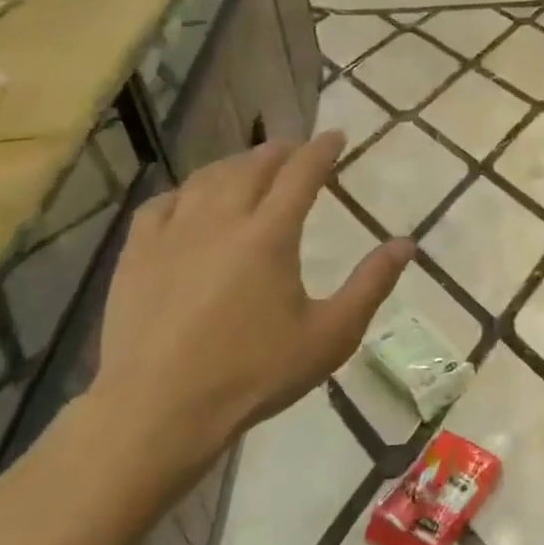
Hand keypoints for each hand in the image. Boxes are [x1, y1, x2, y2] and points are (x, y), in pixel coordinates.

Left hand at [93, 134, 411, 491]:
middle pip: (252, 167)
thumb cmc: (255, 373)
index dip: (321, 151)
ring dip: (234, 165)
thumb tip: (406, 244)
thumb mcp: (330, 335)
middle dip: (278, 152)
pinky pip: (161, 205)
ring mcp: (172, 234)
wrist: (160, 408)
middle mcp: (221, 220)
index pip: (301, 174)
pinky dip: (184, 192)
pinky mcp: (137, 255)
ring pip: (206, 179)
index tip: (336, 136)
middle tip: (294, 148)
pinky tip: (188, 200)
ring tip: (249, 165)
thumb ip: (371, 285)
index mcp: (270, 235)